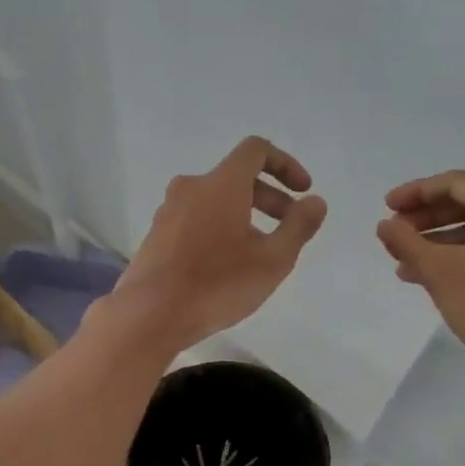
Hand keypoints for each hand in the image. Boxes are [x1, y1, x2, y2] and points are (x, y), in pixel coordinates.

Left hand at [111, 136, 327, 353]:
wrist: (149, 315)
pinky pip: (196, 219)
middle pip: (237, 177)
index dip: (286, 165)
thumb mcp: (272, 261)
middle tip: (289, 227)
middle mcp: (191, 187)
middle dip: (270, 197)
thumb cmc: (217, 285)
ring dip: (244, 215)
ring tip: (259, 252)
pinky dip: (219, 228)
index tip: (303, 192)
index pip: (256, 150)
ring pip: (215, 200)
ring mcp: (168, 211)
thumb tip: (315, 202)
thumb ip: (298, 226)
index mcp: (221, 184)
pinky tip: (226, 265)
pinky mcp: (156, 235)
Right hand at [376, 170, 464, 383]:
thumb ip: (406, 241)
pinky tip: (432, 278)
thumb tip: (385, 224)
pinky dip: (461, 257)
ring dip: (439, 241)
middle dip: (426, 218)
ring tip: (404, 262)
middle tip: (394, 233)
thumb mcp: (438, 271)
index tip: (386, 207)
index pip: (454, 183)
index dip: (416, 192)